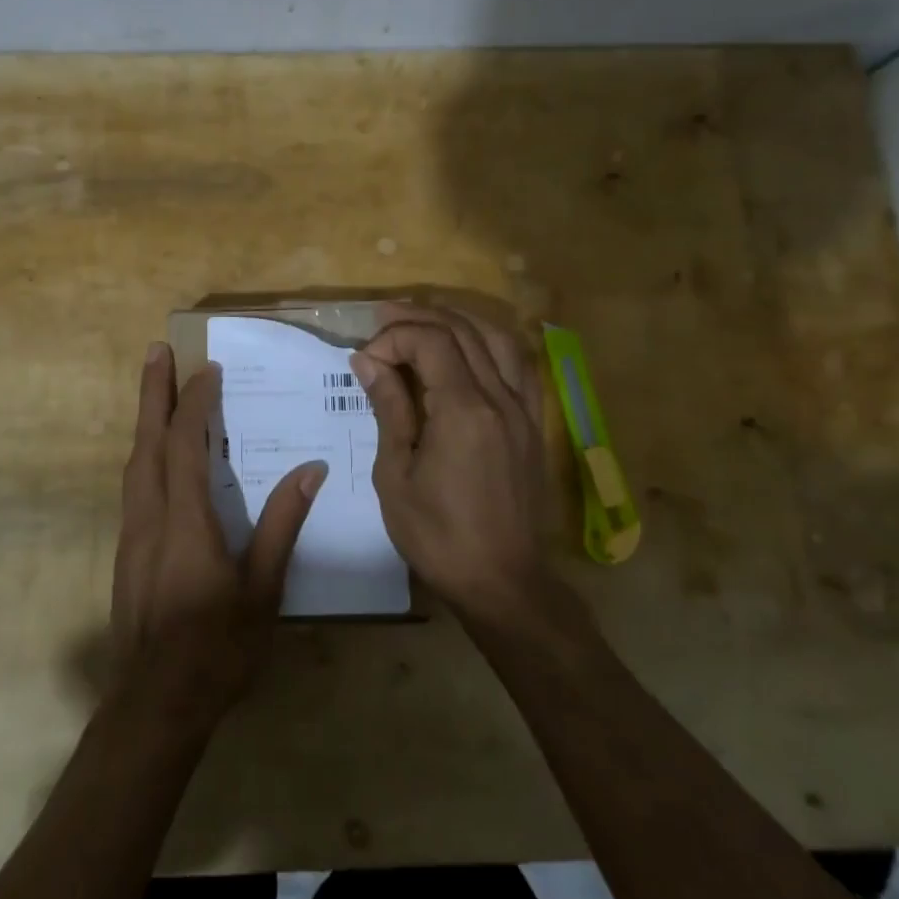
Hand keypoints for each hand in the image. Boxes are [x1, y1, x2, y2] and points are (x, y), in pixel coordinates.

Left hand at [111, 343, 325, 729]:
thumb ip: (281, 526)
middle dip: (153, 392)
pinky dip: (145, 453)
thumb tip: (310, 471)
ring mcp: (132, 534)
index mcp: (185, 521)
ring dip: (145, 419)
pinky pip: (134, 484)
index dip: (196, 403)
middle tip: (157, 350)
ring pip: (135, 462)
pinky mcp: (127, 551)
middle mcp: (150, 516)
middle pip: (147, 441)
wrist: (153, 705)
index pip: (185, 444)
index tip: (209, 370)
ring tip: (156, 388)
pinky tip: (156, 455)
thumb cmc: (216, 649)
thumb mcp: (261, 591)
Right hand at [350, 304, 550, 618]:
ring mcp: (523, 409)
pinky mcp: (533, 424)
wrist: (502, 582)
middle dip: (418, 317)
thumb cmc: (437, 535)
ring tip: (424, 321)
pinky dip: (491, 344)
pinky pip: (519, 365)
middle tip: (382, 320)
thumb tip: (367, 360)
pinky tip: (471, 348)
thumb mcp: (396, 474)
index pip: (430, 342)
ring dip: (458, 320)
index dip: (393, 338)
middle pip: (462, 330)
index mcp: (463, 411)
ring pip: (497, 338)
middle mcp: (499, 398)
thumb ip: (388, 408)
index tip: (365, 361)